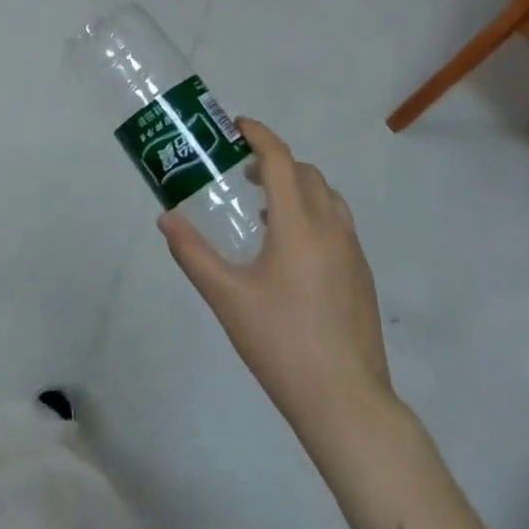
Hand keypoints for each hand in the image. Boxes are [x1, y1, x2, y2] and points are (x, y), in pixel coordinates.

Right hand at [160, 118, 392, 436]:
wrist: (347, 403)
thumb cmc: (281, 343)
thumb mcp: (226, 297)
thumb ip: (192, 253)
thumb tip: (166, 218)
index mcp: (299, 225)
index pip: (280, 160)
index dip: (259, 135)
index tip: (236, 125)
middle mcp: (331, 229)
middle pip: (306, 173)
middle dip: (274, 161)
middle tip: (242, 173)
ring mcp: (353, 254)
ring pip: (327, 197)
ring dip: (297, 187)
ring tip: (265, 211)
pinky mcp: (363, 278)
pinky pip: (338, 224)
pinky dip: (313, 213)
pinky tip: (290, 251)